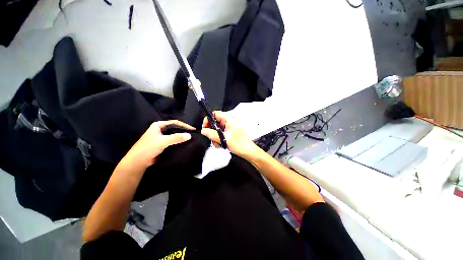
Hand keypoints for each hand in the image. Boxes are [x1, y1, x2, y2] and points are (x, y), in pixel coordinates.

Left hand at [122, 120, 194, 168]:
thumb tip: (189, 135)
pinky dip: (179, 141)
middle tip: (193, 133)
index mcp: (158, 125)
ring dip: (181, 136)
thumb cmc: (148, 148)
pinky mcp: (163, 144)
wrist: (138, 162)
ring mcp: (162, 137)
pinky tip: (185, 143)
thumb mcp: (162, 141)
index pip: (174, 122)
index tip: (192, 129)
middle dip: (183, 130)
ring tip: (191, 138)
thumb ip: (176, 138)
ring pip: (174, 135)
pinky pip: (173, 141)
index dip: (184, 125)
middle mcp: (160, 129)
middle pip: (175, 128)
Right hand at [201, 111, 259, 159]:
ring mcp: (229, 127)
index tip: (205, 128)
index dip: (208, 120)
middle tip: (212, 138)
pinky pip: (220, 133)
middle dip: (211, 131)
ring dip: (215, 137)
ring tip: (218, 143)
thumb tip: (204, 130)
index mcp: (229, 119)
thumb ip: (212, 134)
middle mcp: (229, 121)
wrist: (247, 151)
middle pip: (214, 122)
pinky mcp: (229, 132)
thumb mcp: (223, 139)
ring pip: (216, 129)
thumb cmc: (240, 144)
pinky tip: (221, 144)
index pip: (214, 114)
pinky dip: (218, 138)